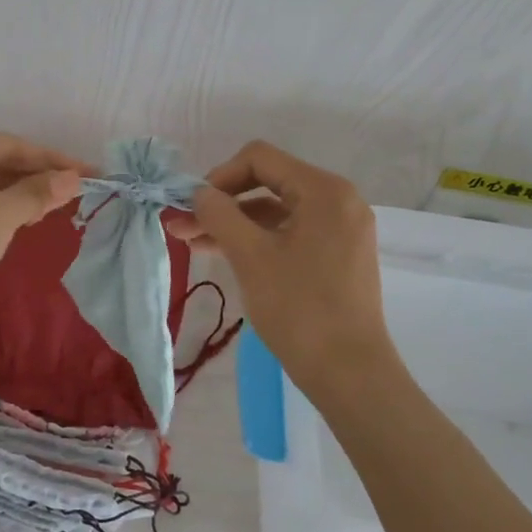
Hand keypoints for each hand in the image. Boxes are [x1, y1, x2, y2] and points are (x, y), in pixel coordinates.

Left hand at [0, 128, 90, 309]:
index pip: (12, 145)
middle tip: (76, 193)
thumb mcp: (1, 215)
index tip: (91, 173)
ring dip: (19, 196)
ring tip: (54, 209)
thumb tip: (74, 178)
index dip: (54, 161)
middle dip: (36, 178)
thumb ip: (38, 193)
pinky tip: (22, 222)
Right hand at [168, 141, 392, 397]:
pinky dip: (257, 240)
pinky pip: (290, 233)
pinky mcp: (338, 255)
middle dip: (222, 203)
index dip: (219, 176)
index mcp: (324, 190)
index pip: (260, 159)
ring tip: (193, 243)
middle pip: (268, 183)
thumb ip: (219, 214)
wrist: (349, 373)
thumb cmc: (299, 308)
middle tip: (182, 226)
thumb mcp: (250, 255)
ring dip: (234, 223)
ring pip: (276, 211)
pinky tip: (223, 254)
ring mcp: (341, 229)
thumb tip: (198, 193)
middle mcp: (339, 200)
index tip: (193, 206)